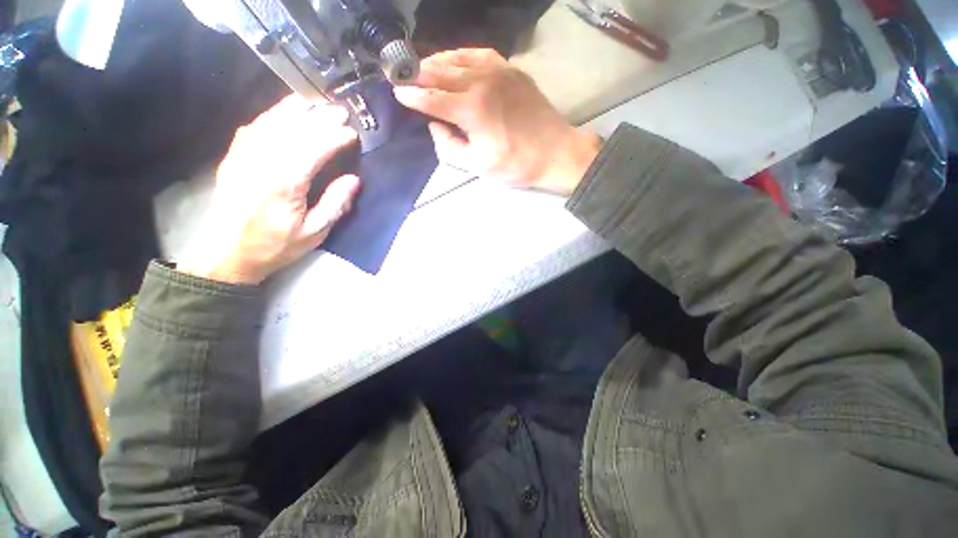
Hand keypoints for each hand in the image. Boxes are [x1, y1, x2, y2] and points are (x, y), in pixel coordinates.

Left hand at [179, 96, 359, 284]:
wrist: (228, 252)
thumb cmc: (276, 245)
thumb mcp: (315, 232)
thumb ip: (335, 204)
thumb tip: (353, 180)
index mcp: (284, 183)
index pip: (314, 148)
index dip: (335, 137)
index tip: (352, 133)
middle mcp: (262, 162)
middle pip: (293, 129)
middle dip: (319, 118)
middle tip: (340, 112)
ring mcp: (243, 156)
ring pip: (271, 122)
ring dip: (295, 110)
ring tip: (315, 103)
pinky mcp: (233, 158)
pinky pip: (252, 128)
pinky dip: (270, 116)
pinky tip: (282, 113)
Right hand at [394, 48, 600, 195]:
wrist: (555, 153)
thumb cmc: (516, 165)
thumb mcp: (478, 167)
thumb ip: (450, 147)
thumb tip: (434, 126)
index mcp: (471, 109)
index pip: (431, 98)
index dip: (411, 96)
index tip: (396, 93)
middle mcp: (481, 82)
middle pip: (440, 73)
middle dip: (417, 74)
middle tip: (401, 74)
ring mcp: (498, 71)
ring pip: (458, 59)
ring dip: (436, 62)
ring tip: (422, 67)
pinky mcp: (511, 70)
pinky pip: (480, 54)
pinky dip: (462, 55)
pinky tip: (454, 59)